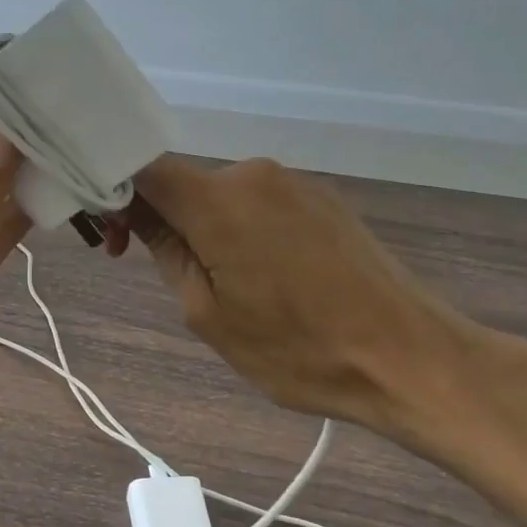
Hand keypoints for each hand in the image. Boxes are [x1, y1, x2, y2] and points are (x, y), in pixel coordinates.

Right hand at [109, 155, 500, 450]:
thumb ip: (166, 252)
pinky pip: (260, 202)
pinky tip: (267, 275)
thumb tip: (138, 214)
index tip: (117, 237)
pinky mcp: (323, 198)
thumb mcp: (208, 314)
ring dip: (206, 227)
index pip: (143, 168)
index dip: (117, 192)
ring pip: (222, 195)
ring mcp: (294, 183)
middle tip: (170, 275)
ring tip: (228, 285)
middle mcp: (253, 174)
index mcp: (218, 200)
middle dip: (163, 218)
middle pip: (183, 182)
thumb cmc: (297, 349)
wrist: (410, 358)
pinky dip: (243, 228)